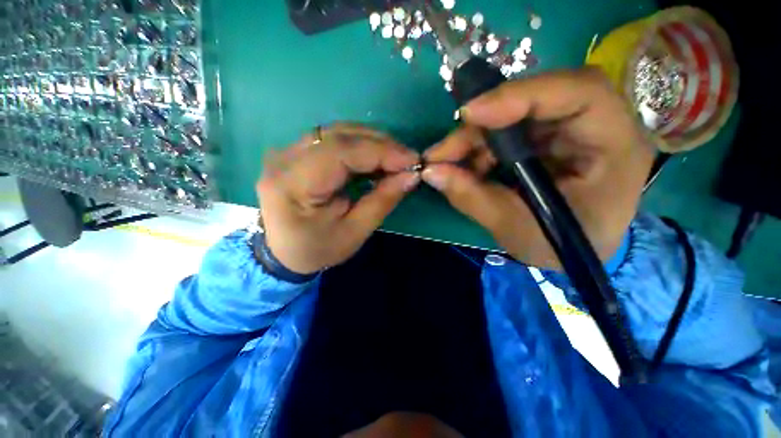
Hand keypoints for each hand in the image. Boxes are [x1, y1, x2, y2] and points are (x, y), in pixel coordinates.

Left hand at [256, 124, 419, 274]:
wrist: (282, 253)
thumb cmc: (317, 249)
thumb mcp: (354, 232)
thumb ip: (382, 201)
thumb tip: (411, 176)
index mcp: (293, 183)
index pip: (342, 152)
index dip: (381, 152)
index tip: (412, 161)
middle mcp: (285, 158)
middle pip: (340, 135)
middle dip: (380, 145)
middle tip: (408, 160)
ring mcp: (288, 151)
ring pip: (338, 132)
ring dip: (372, 142)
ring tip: (396, 159)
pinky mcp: (296, 153)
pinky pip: (333, 139)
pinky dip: (360, 145)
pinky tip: (376, 158)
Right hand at [423, 68, 654, 268]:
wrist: (575, 250)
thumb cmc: (561, 246)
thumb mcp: (517, 229)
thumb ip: (473, 199)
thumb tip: (431, 172)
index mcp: (615, 145)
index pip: (579, 92)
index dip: (520, 95)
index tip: (469, 115)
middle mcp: (595, 125)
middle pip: (534, 101)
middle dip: (481, 128)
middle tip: (442, 153)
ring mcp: (567, 129)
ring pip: (512, 116)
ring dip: (473, 141)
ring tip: (445, 166)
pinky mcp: (544, 138)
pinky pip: (504, 132)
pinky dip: (478, 149)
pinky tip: (463, 170)